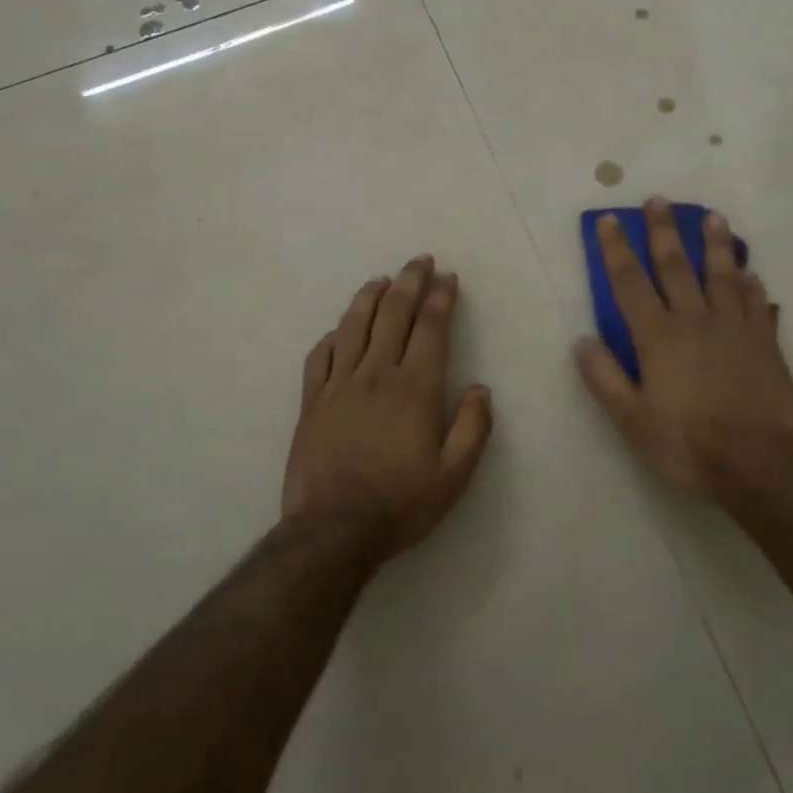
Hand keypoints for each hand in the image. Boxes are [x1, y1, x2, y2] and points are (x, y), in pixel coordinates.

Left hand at [283, 255, 493, 557]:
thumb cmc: (400, 503)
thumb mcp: (454, 476)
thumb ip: (472, 428)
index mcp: (415, 388)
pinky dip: (332, 336)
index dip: (441, 298)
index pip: (431, 328)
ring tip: (381, 280)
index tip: (448, 278)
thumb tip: (480, 389)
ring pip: (353, 325)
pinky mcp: (311, 401)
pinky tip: (339, 330)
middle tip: (419, 261)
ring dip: (369, 297)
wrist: (333, 530)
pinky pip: (319, 356)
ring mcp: (339, 384)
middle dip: (409, 282)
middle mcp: (376, 374)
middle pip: (393, 314)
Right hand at [574, 198, 792, 498]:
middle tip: (659, 200)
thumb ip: (605, 378)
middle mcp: (695, 320)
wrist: (761, 465)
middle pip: (676, 267)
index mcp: (658, 337)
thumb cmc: (688, 445)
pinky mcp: (766, 343)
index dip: (617, 250)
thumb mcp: (632, 420)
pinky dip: (752, 285)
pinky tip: (751, 273)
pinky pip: (757, 304)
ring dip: (715, 244)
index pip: (630, 283)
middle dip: (664, 232)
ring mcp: (735, 328)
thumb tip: (582, 340)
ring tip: (713, 217)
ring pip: (722, 275)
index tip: (610, 221)